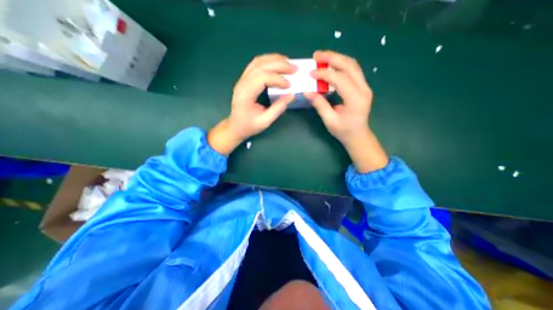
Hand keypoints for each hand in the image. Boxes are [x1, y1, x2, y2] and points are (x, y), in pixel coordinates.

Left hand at [206, 53, 295, 154]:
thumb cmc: (249, 126)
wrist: (235, 126)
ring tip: (288, 62)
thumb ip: (278, 108)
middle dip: (279, 65)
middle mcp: (242, 83)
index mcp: (245, 94)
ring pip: (258, 62)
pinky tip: (277, 63)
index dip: (278, 79)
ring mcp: (242, 79)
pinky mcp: (244, 79)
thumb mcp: (265, 121)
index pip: (262, 78)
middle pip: (261, 66)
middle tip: (295, 68)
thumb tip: (292, 94)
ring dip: (274, 59)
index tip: (290, 85)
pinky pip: (256, 65)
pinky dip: (268, 61)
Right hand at [302, 51, 370, 145]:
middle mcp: (363, 89)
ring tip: (323, 57)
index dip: (324, 74)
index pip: (340, 79)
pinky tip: (332, 65)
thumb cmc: (344, 131)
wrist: (358, 135)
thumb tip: (307, 92)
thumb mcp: (329, 120)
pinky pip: (353, 70)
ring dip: (337, 58)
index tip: (311, 74)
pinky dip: (342, 64)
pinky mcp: (362, 87)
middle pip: (349, 65)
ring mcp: (365, 86)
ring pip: (352, 65)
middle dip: (332, 58)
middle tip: (316, 55)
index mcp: (355, 99)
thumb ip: (319, 104)